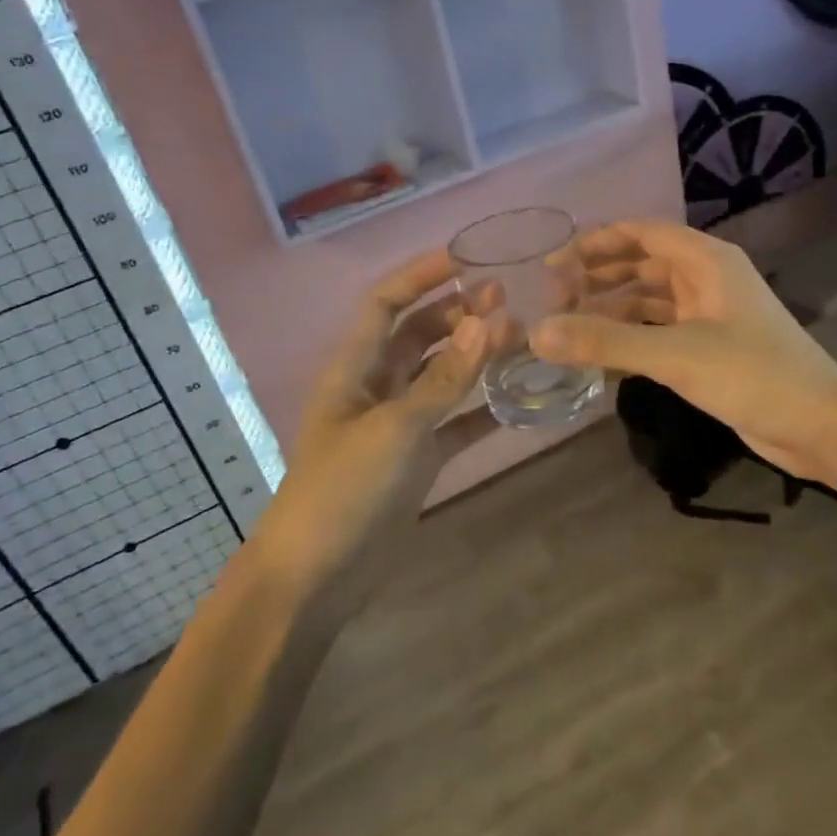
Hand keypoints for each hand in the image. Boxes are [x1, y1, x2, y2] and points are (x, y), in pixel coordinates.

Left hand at [256, 250, 496, 611]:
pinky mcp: (417, 459)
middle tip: (508, 297)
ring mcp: (398, 424)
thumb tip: (487, 321)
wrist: (316, 578)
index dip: (420, 275)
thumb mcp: (395, 429)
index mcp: (354, 368)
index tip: (467, 258)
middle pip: (418, 334)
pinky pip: (455, 422)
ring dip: (475, 356)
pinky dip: (482, 409)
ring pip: (441, 376)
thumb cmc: (343, 490)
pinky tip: (520, 399)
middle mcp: (375, 387)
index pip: (385, 303)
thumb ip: (444, 378)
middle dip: (457, 312)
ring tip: (520, 336)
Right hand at [533, 219, 836, 479]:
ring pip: (650, 300)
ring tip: (569, 326)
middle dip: (599, 276)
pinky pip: (660, 331)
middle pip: (642, 263)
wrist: (820, 426)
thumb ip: (605, 341)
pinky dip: (631, 337)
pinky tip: (601, 356)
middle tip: (555, 299)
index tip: (555, 264)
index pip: (641, 232)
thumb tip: (537, 332)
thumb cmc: (753, 374)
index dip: (596, 242)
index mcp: (706, 260)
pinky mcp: (710, 347)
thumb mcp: (675, 354)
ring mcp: (711, 314)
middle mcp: (707, 278)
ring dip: (612, 308)